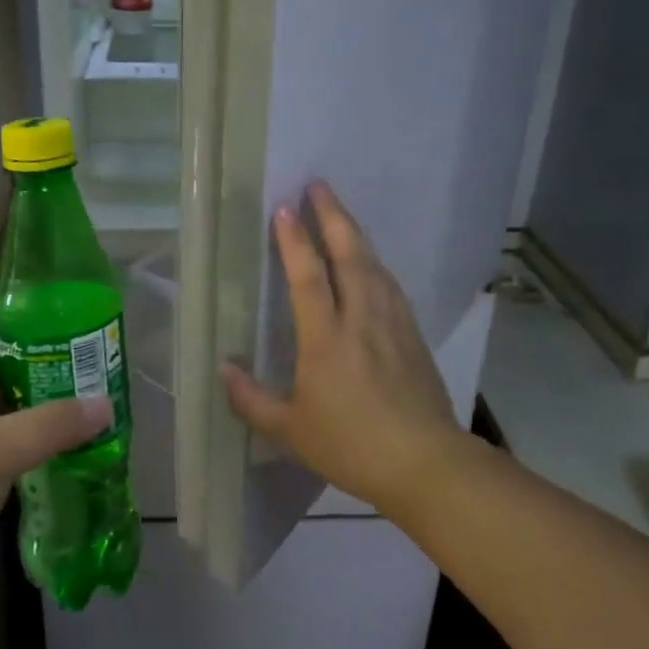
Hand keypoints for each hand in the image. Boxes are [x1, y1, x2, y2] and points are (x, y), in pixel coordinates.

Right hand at [220, 182, 465, 515]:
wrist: (426, 463)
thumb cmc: (350, 446)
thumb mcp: (290, 431)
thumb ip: (251, 399)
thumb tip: (223, 370)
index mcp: (326, 338)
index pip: (308, 276)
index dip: (294, 240)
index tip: (285, 208)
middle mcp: (361, 319)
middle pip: (349, 255)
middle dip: (333, 216)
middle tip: (319, 185)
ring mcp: (392, 324)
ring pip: (374, 266)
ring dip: (355, 234)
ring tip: (341, 215)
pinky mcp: (413, 336)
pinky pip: (391, 286)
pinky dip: (376, 265)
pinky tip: (373, 264)